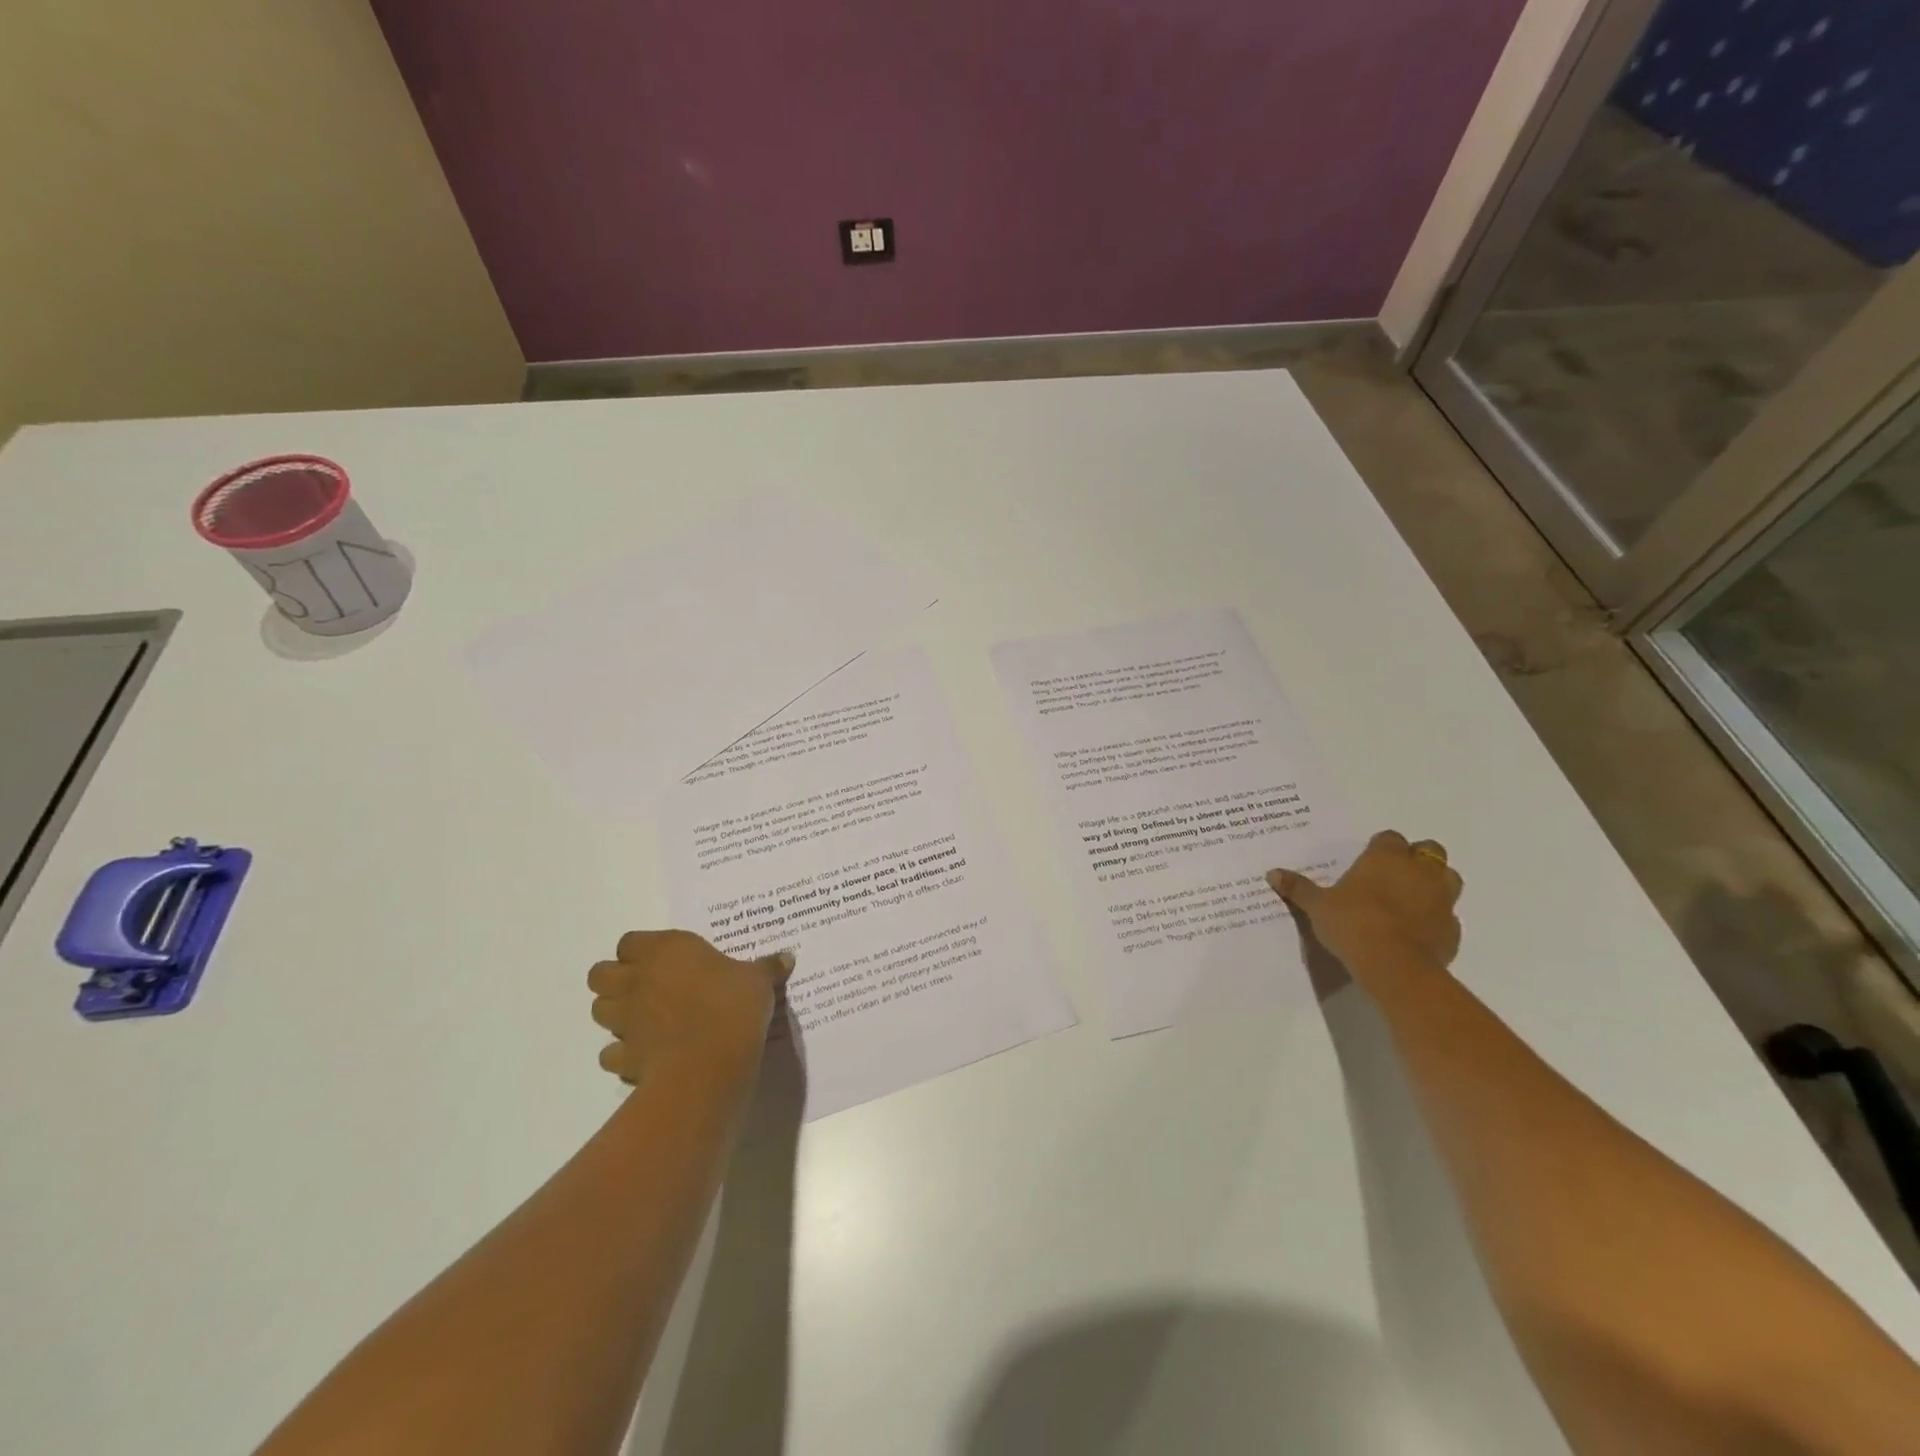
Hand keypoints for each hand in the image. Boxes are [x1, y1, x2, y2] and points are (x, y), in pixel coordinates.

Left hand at [586, 931, 794, 1084]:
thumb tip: (786, 957)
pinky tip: (647, 1055)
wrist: (709, 1064)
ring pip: (599, 1010)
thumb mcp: (758, 981)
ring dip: (615, 1013)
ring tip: (644, 1019)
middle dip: (616, 979)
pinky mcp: (623, 1057)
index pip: (630, 941)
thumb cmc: (732, 1006)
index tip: (665, 959)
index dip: (641, 950)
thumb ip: (766, 968)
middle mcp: (637, 980)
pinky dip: (623, 1053)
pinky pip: (611, 1053)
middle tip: (646, 987)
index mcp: (665, 950)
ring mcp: (625, 1020)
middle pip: (600, 974)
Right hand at [1268, 830, 1462, 971]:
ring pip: (1448, 879)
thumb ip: (1298, 888)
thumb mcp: (1317, 906)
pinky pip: (1448, 917)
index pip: (1390, 838)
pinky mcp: (1452, 930)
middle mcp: (1419, 871)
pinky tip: (1416, 931)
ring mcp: (1442, 900)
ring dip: (1434, 884)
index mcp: (1386, 858)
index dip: (1381, 846)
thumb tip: (1272, 873)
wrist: (1394, 966)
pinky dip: (1435, 919)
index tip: (1368, 859)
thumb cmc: (1353, 923)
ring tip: (1411, 899)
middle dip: (1416, 859)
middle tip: (1393, 875)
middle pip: (1429, 851)